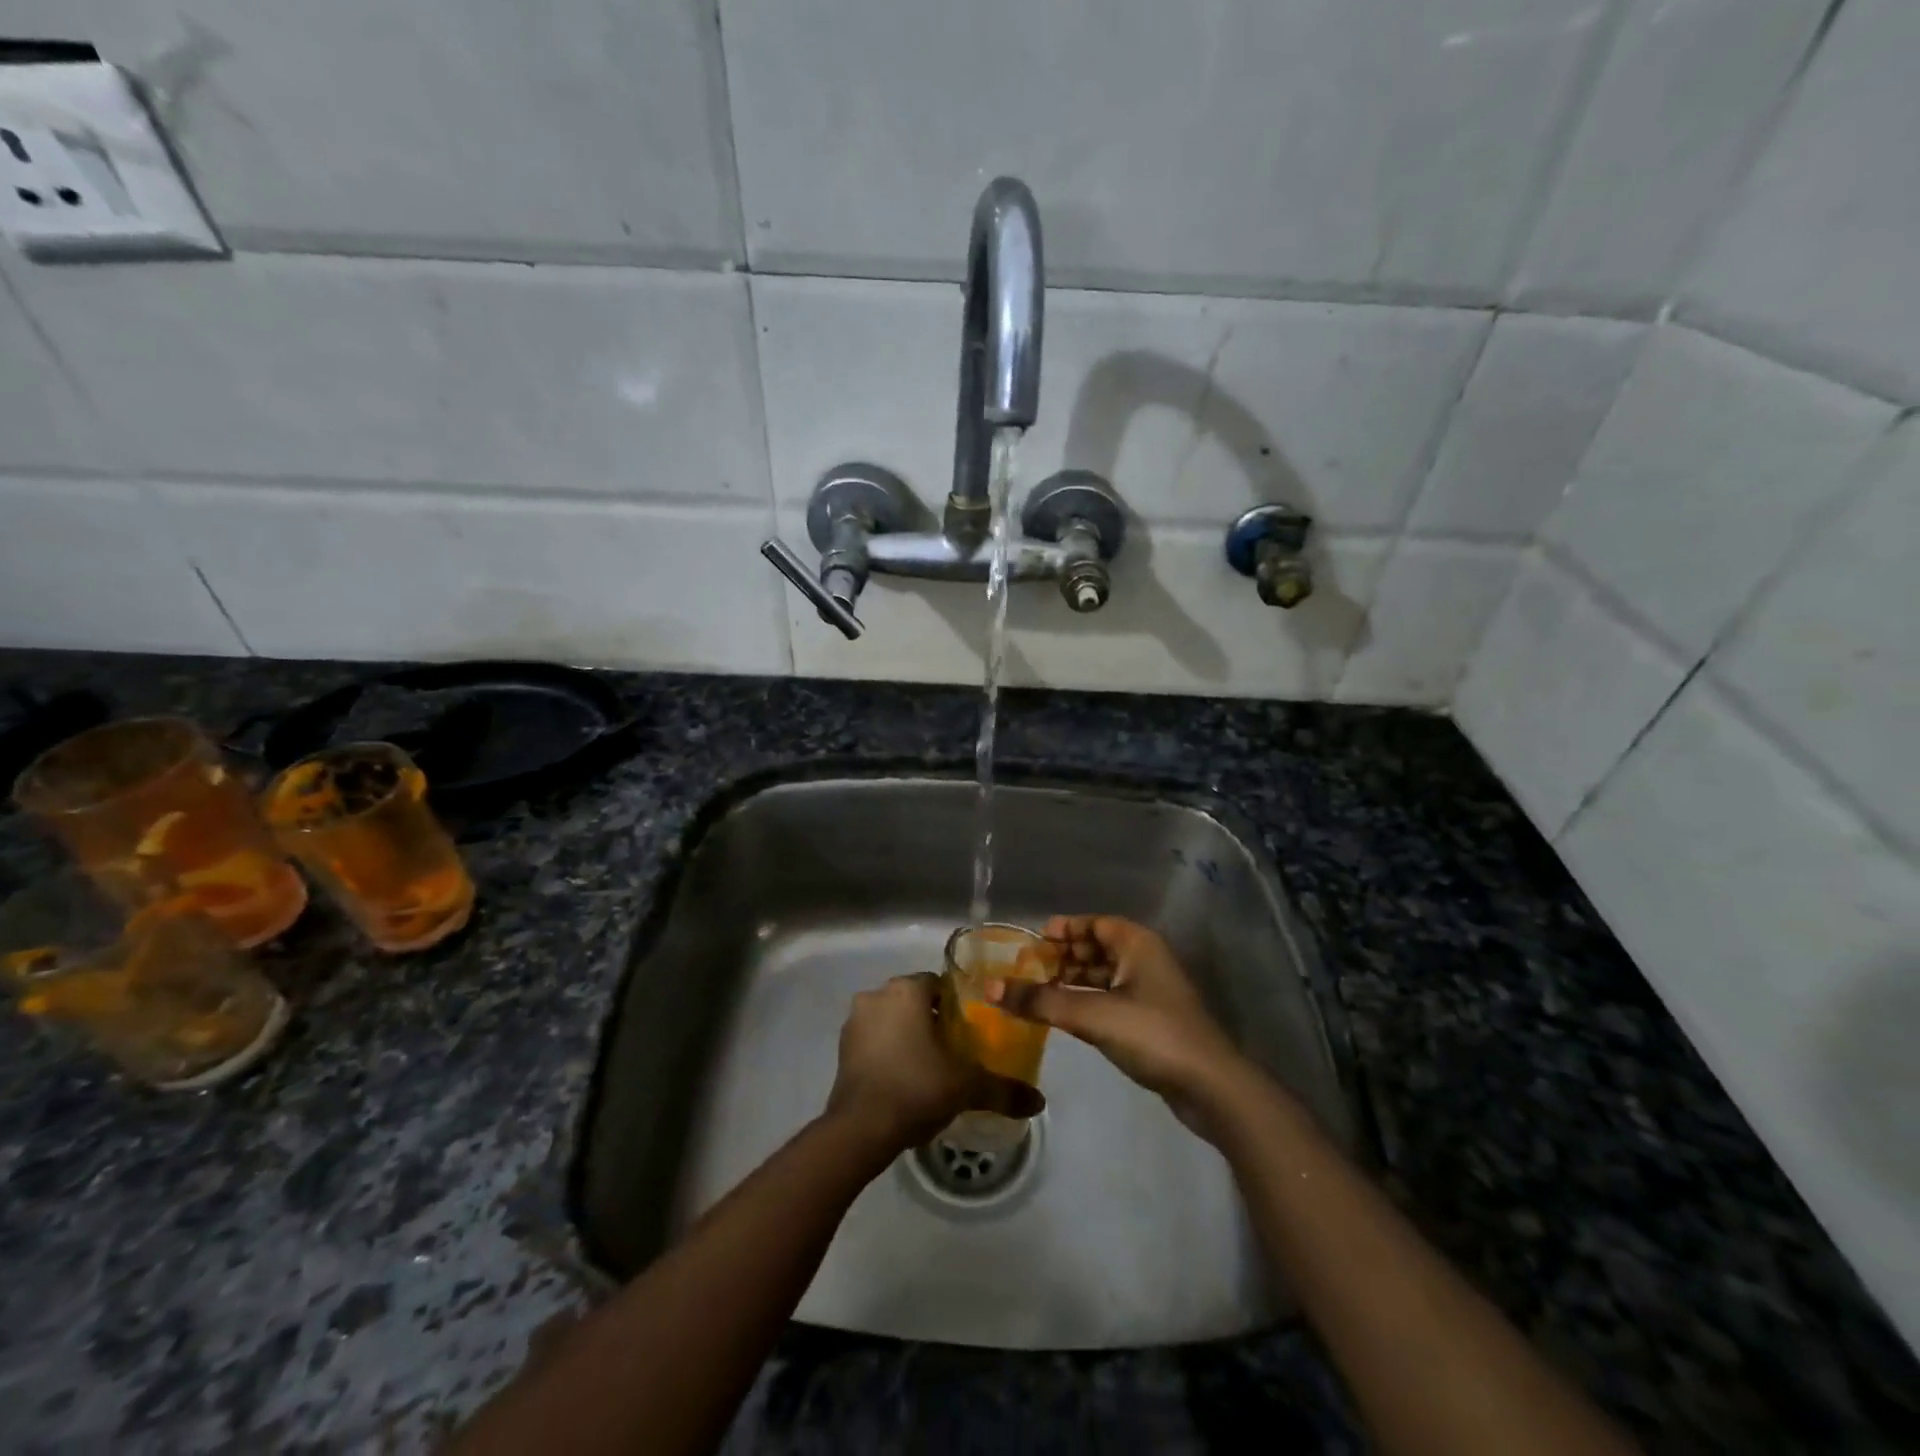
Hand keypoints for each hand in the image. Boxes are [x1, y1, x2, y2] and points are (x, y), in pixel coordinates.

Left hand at [825, 973, 1043, 1152]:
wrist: (859, 1129)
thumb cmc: (916, 1088)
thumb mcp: (967, 1086)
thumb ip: (1004, 1089)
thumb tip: (1039, 1101)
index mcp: (906, 990)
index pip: (938, 984)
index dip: (957, 1005)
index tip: (971, 1029)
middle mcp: (877, 996)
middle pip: (914, 1000)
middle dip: (933, 1020)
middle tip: (956, 1050)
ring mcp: (854, 1022)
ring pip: (892, 1019)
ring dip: (908, 1035)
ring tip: (931, 1067)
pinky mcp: (842, 1049)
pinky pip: (874, 1040)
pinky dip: (889, 1052)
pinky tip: (905, 1079)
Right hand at [988, 916, 1248, 1134]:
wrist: (1209, 1086)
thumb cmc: (1152, 1034)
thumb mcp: (1091, 1014)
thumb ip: (1040, 1002)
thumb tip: (991, 988)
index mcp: (1137, 944)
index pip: (1095, 923)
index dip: (1064, 929)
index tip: (1033, 941)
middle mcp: (1145, 960)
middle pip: (1097, 948)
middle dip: (1063, 956)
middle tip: (1028, 969)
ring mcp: (1151, 992)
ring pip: (1104, 976)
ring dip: (1073, 981)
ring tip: (1038, 993)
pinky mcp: (1151, 1021)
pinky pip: (1111, 999)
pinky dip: (1086, 1001)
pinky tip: (1064, 1016)